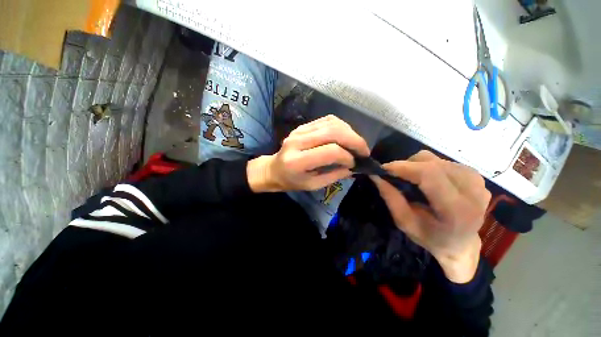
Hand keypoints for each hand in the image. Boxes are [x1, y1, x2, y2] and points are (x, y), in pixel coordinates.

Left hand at [247, 115, 369, 191]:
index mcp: (298, 160)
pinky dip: (340, 126)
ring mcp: (299, 130)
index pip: (330, 151)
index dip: (347, 156)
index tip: (355, 163)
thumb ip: (334, 175)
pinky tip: (345, 136)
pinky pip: (326, 120)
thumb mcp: (312, 185)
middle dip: (354, 140)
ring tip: (356, 144)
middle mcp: (298, 141)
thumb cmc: (291, 181)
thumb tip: (353, 167)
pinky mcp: (302, 126)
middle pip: (333, 132)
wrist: (273, 169)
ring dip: (349, 132)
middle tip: (364, 151)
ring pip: (331, 123)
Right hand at [371, 150, 490, 282]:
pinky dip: (429, 166)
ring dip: (417, 165)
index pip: (430, 175)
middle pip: (432, 163)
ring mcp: (477, 182)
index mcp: (456, 210)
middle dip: (406, 165)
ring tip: (410, 178)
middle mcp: (472, 192)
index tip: (383, 168)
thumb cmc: (430, 238)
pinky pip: (445, 162)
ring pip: (437, 159)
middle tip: (393, 174)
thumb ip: (390, 197)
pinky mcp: (476, 177)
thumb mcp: (405, 222)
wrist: (461, 244)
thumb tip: (375, 175)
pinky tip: (426, 180)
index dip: (403, 167)